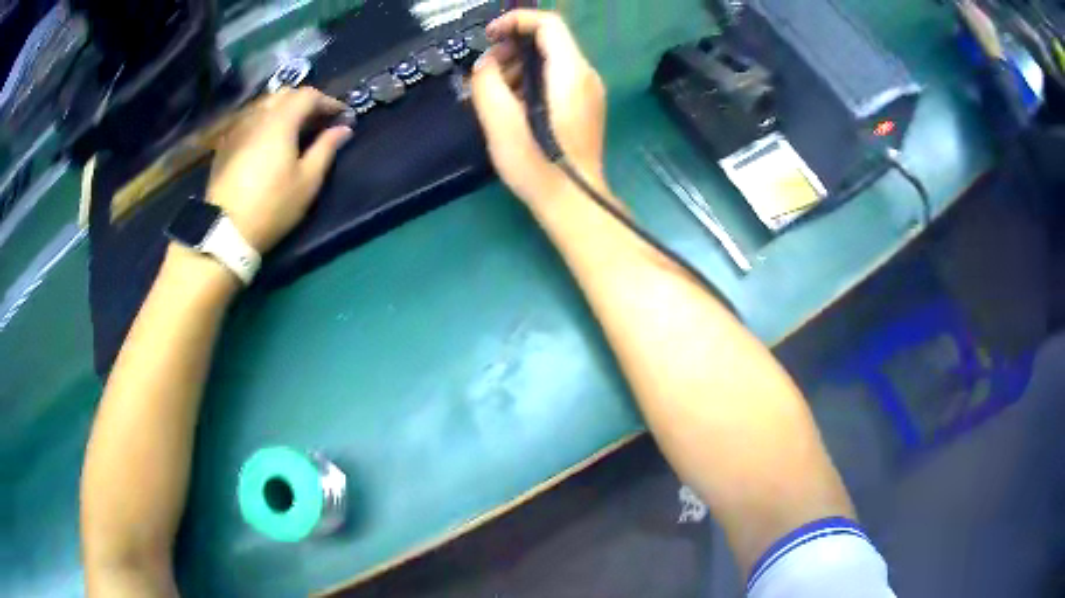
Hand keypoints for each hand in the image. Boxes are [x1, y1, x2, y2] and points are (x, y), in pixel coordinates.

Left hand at [206, 87, 351, 252]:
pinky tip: (268, 140)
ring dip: (283, 109)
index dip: (328, 101)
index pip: (308, 95)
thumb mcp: (307, 182)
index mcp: (281, 121)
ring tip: (294, 128)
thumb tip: (343, 129)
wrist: (224, 230)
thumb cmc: (271, 206)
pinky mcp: (225, 144)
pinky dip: (265, 121)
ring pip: (265, 105)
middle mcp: (258, 116)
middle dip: (305, 101)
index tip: (342, 115)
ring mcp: (238, 129)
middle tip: (318, 119)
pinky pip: (250, 120)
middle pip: (284, 94)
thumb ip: (326, 149)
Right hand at [470, 10, 606, 205]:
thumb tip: (485, 65)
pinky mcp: (585, 107)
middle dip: (512, 48)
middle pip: (549, 41)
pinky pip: (556, 80)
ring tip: (497, 94)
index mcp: (570, 72)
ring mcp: (589, 92)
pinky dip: (532, 82)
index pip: (549, 24)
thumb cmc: (537, 164)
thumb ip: (487, 83)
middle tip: (488, 73)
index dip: (516, 21)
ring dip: (519, 67)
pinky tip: (515, 107)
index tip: (489, 36)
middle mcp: (586, 75)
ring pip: (551, 61)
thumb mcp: (500, 122)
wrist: (574, 202)